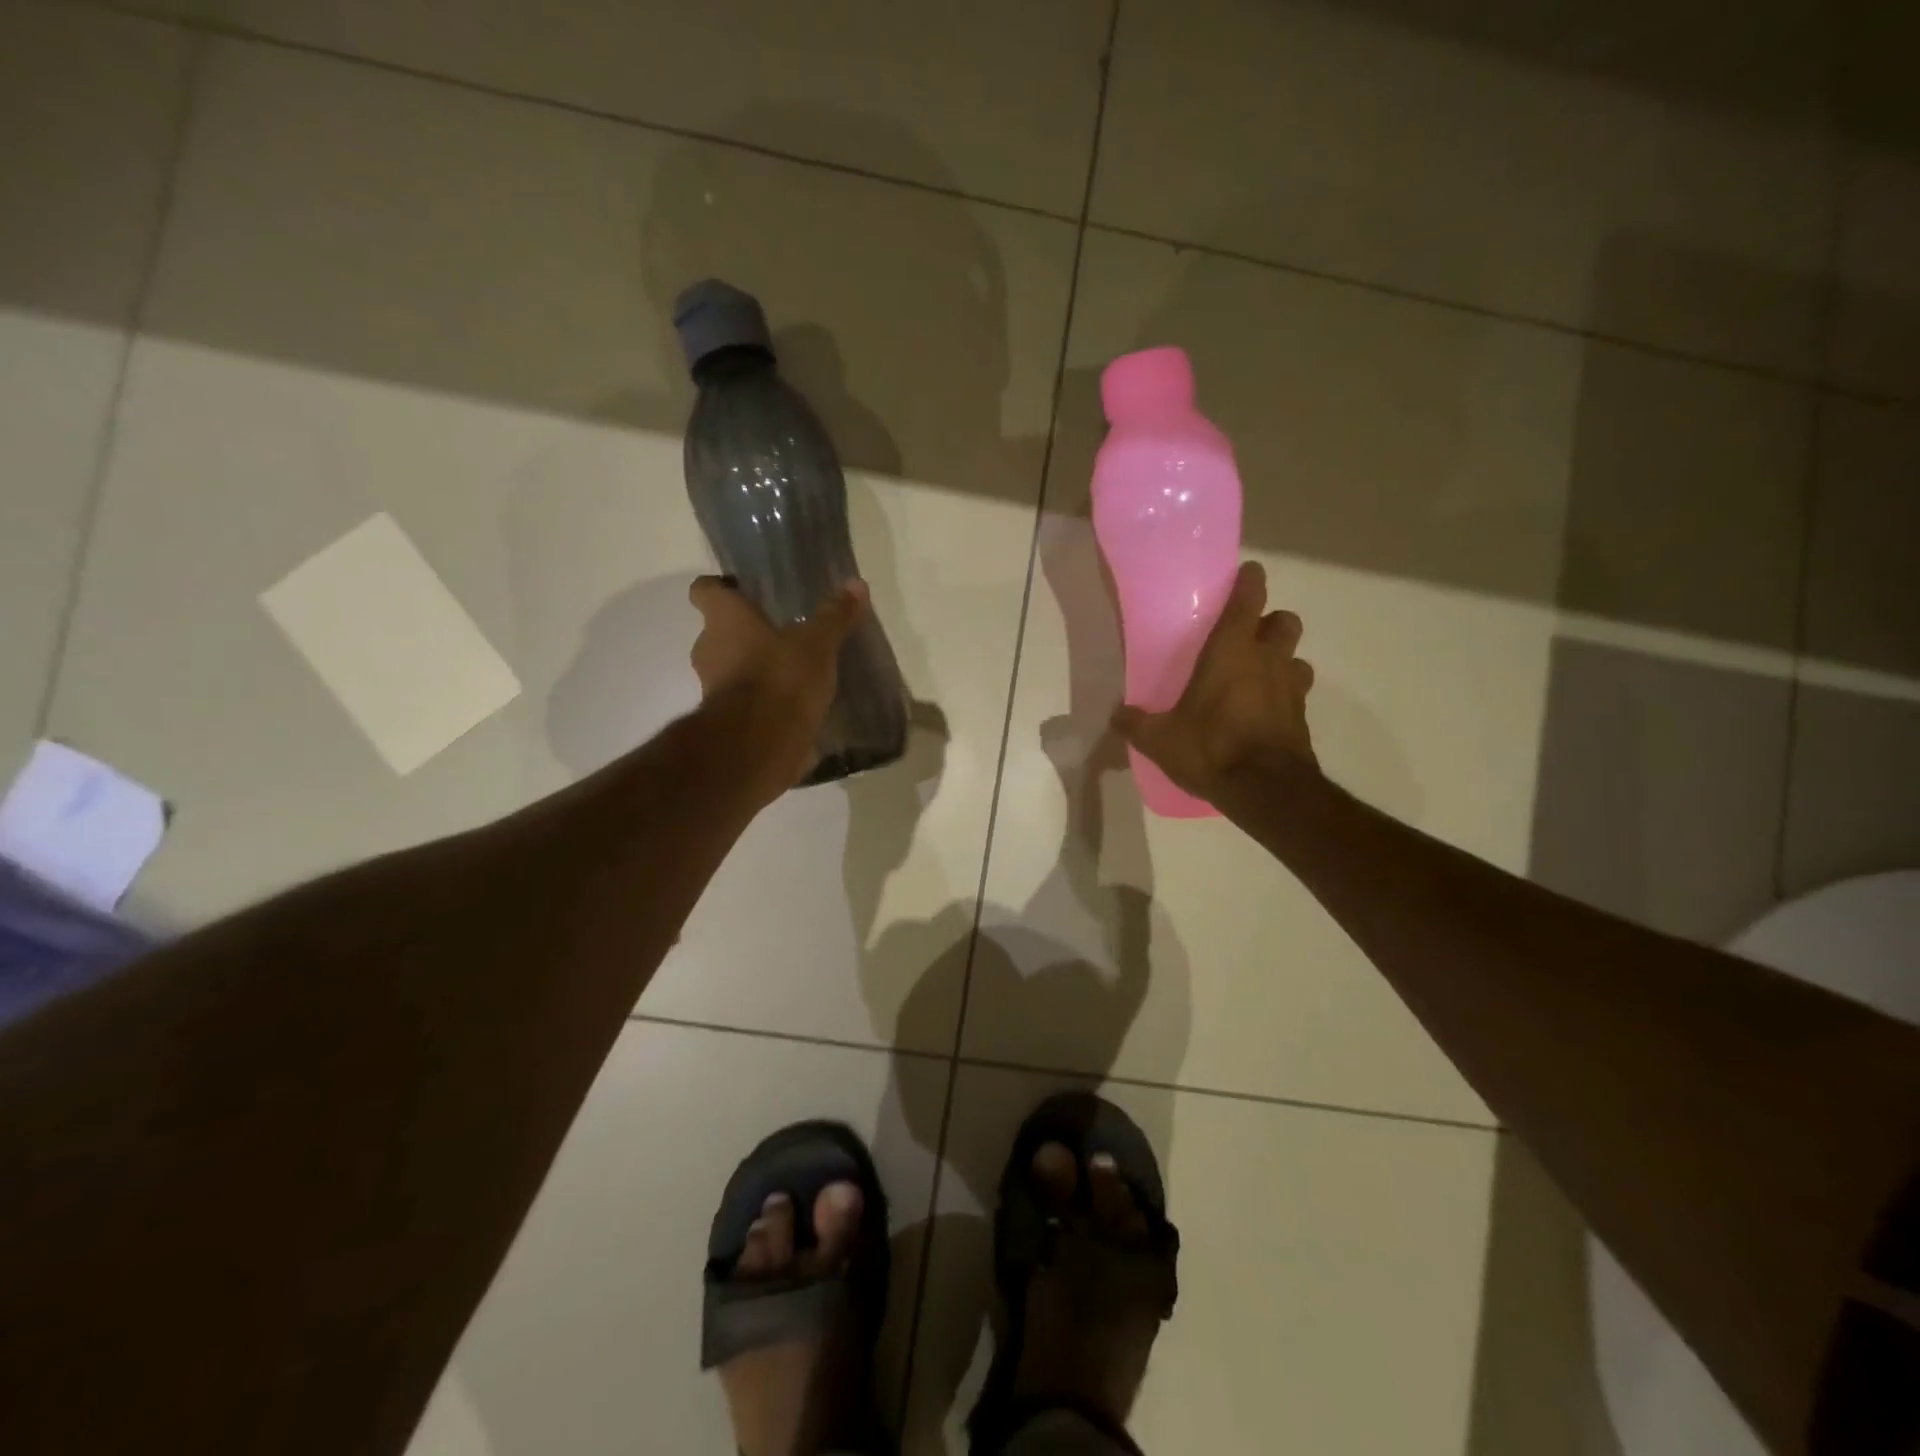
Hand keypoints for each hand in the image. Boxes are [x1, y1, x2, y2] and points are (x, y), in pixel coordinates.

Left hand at [688, 575, 866, 792]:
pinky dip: (764, 704)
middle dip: (746, 634)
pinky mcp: (727, 723)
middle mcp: (709, 650)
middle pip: (719, 632)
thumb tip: (857, 584)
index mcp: (724, 620)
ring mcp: (713, 689)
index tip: (743, 592)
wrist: (759, 746)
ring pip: (732, 670)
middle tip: (782, 634)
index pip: (705, 590)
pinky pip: (745, 704)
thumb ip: (835, 616)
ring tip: (794, 673)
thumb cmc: (782, 679)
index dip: (721, 588)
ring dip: (756, 671)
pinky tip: (794, 707)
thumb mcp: (818, 644)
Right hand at [1111, 561, 1319, 808]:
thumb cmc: (1211, 748)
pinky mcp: (1302, 718)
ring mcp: (1291, 688)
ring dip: (1282, 660)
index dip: (1250, 582)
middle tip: (1247, 638)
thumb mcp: (1160, 739)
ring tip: (1257, 677)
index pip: (1249, 600)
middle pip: (1285, 621)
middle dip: (1271, 623)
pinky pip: (1297, 694)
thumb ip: (1136, 723)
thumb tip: (1116, 715)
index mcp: (1232, 651)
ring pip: (1297, 658)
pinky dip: (1283, 696)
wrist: (1266, 790)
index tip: (1247, 575)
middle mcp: (1268, 660)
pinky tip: (1263, 713)